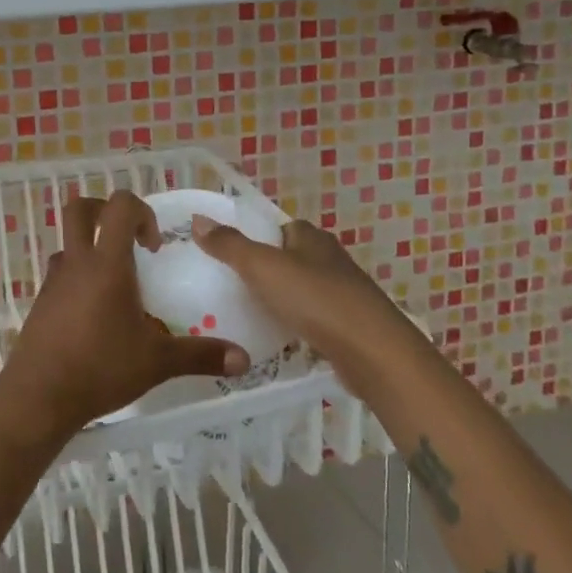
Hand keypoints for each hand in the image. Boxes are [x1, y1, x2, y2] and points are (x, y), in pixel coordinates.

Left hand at [0, 191, 250, 437]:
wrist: (38, 396)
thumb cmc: (100, 368)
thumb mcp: (157, 362)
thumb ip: (201, 355)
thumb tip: (244, 359)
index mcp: (107, 263)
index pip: (120, 206)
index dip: (142, 212)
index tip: (154, 247)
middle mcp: (77, 262)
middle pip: (80, 209)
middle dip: (105, 212)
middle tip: (128, 242)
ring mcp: (53, 280)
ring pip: (68, 242)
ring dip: (91, 249)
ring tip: (115, 286)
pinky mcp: (40, 302)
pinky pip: (60, 274)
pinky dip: (78, 280)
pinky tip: (94, 316)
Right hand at [190, 215, 413, 383]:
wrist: (373, 353)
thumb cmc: (315, 299)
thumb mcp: (263, 267)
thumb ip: (229, 245)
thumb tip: (198, 219)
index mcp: (311, 238)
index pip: (280, 228)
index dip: (257, 237)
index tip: (231, 255)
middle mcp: (330, 259)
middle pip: (291, 258)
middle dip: (267, 270)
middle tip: (232, 286)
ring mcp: (343, 293)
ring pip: (303, 290)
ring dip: (282, 300)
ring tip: (249, 314)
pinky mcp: (350, 326)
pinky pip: (315, 319)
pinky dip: (298, 325)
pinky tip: (280, 339)